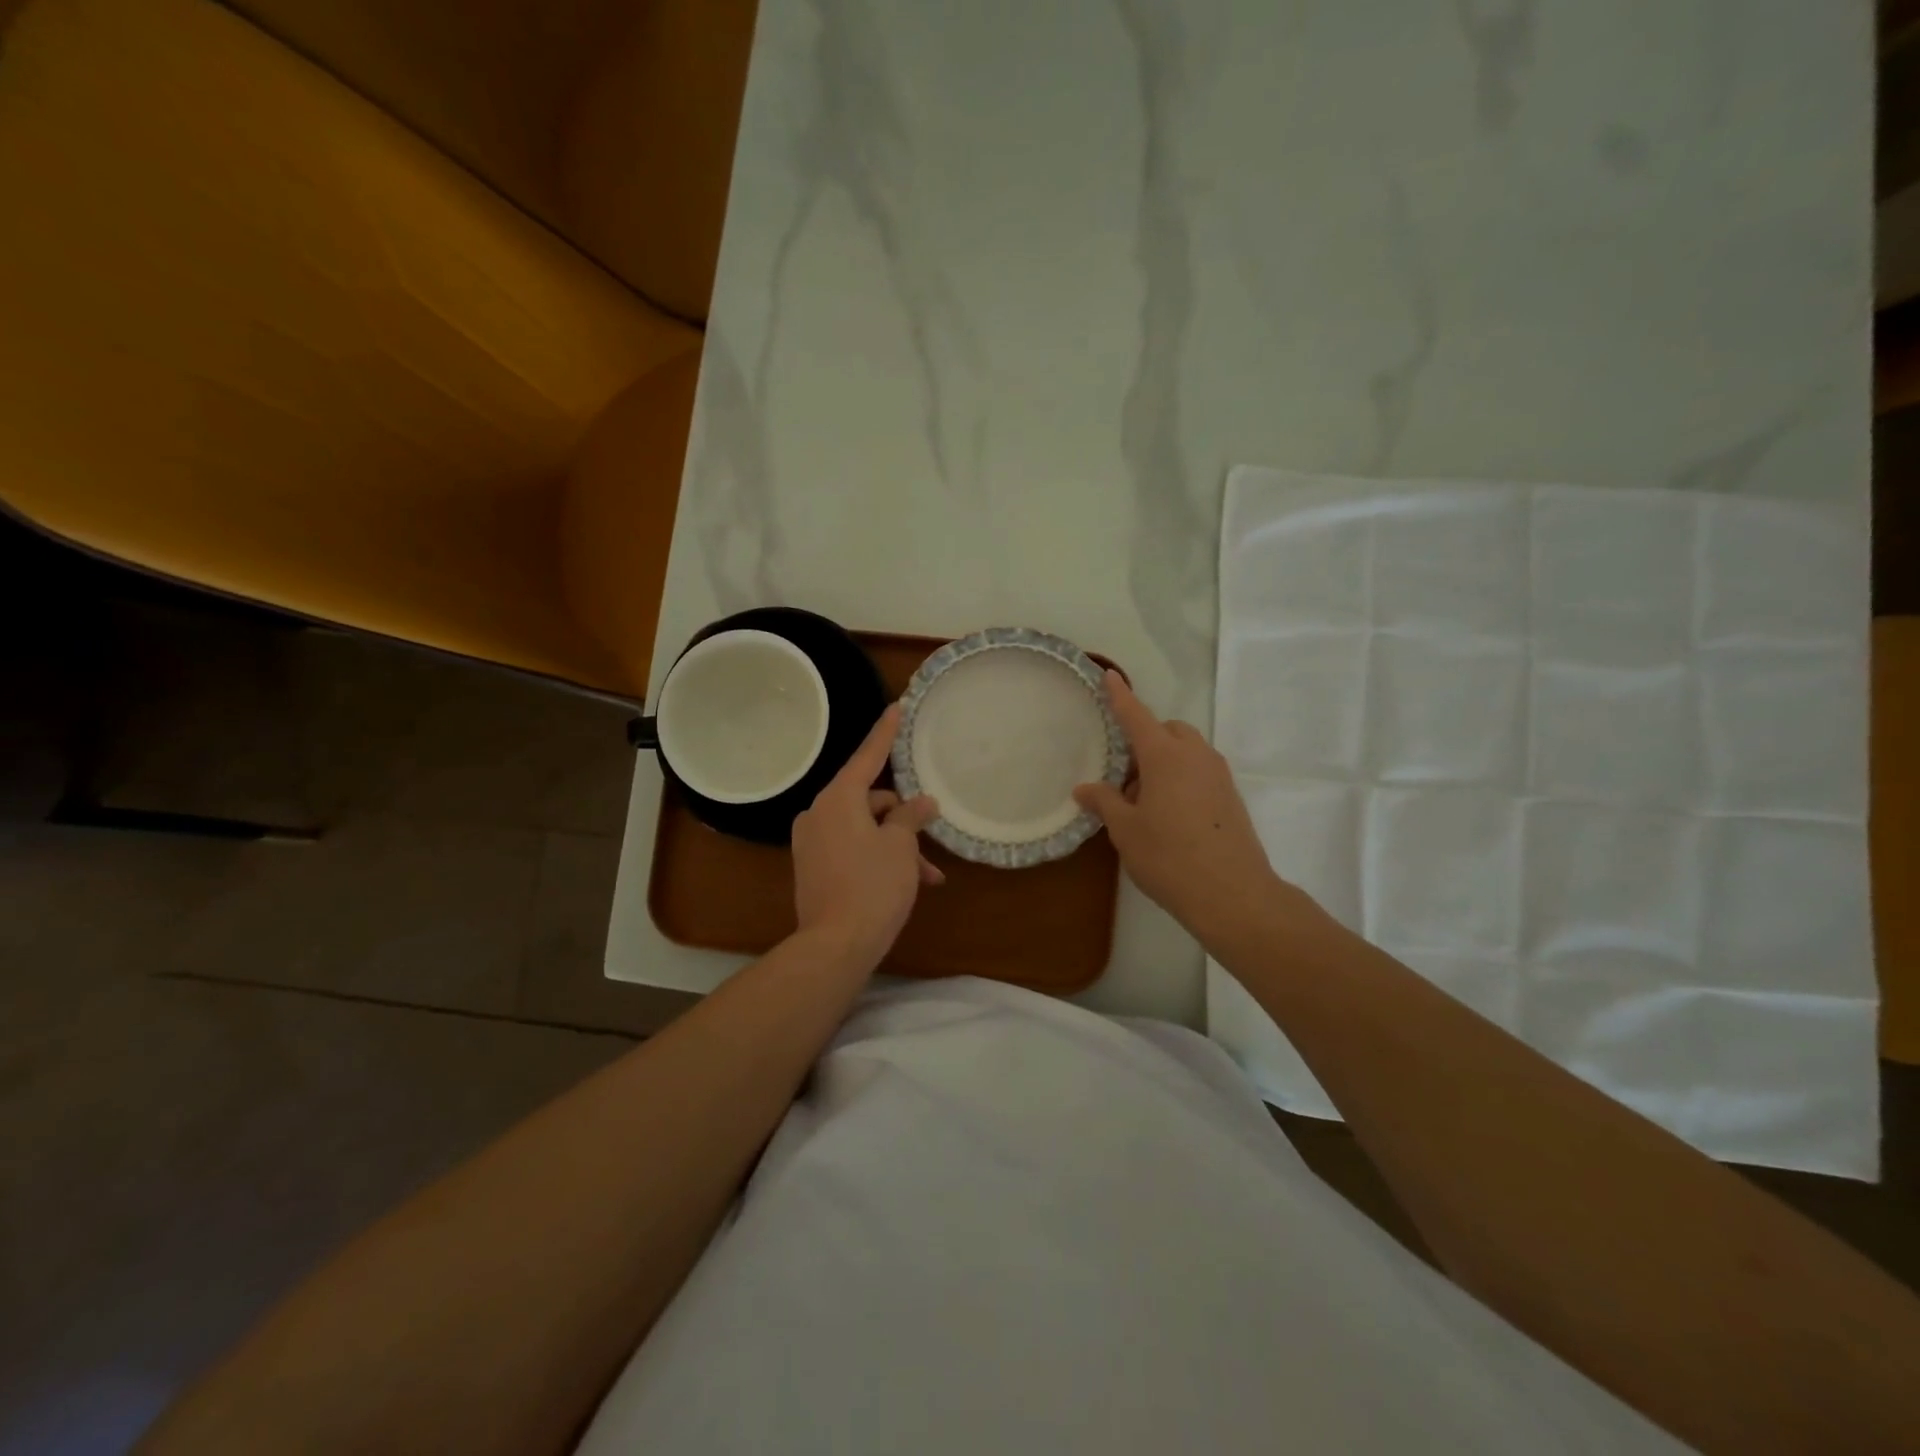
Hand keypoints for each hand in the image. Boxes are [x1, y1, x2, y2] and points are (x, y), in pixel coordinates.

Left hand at [791, 703, 942, 968]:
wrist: (834, 946)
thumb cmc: (873, 887)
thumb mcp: (901, 847)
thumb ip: (911, 817)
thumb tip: (921, 803)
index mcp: (838, 799)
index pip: (868, 756)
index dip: (886, 732)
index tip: (897, 707)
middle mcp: (819, 813)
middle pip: (870, 800)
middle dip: (904, 818)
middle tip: (932, 836)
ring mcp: (812, 841)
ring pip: (865, 829)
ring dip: (896, 845)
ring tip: (929, 875)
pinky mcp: (813, 866)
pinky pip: (852, 848)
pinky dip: (877, 857)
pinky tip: (907, 882)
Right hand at [1075, 672, 1306, 947]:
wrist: (1232, 894)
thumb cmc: (1169, 857)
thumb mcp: (1126, 830)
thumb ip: (1105, 802)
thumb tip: (1085, 788)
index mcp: (1165, 756)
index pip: (1136, 716)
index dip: (1120, 696)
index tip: (1109, 676)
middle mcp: (1195, 756)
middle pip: (1167, 731)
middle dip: (1145, 740)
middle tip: (1124, 777)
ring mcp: (1218, 775)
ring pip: (1186, 752)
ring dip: (1163, 762)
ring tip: (1144, 802)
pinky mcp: (1231, 797)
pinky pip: (1199, 772)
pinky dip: (1181, 778)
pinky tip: (1168, 816)